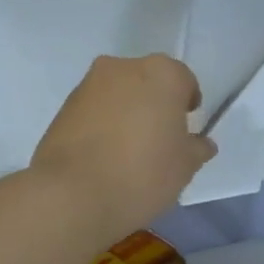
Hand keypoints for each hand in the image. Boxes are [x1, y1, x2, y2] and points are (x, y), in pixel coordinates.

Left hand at [32, 55, 217, 241]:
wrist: (72, 195)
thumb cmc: (142, 174)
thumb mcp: (184, 167)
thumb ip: (196, 149)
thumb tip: (200, 143)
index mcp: (161, 73)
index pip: (183, 81)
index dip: (187, 104)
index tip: (185, 130)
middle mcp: (122, 67)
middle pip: (147, 82)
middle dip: (154, 104)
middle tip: (157, 140)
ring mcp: (88, 85)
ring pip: (117, 95)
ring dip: (125, 113)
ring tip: (127, 153)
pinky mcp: (62, 107)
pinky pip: (93, 111)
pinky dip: (101, 125)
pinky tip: (103, 157)